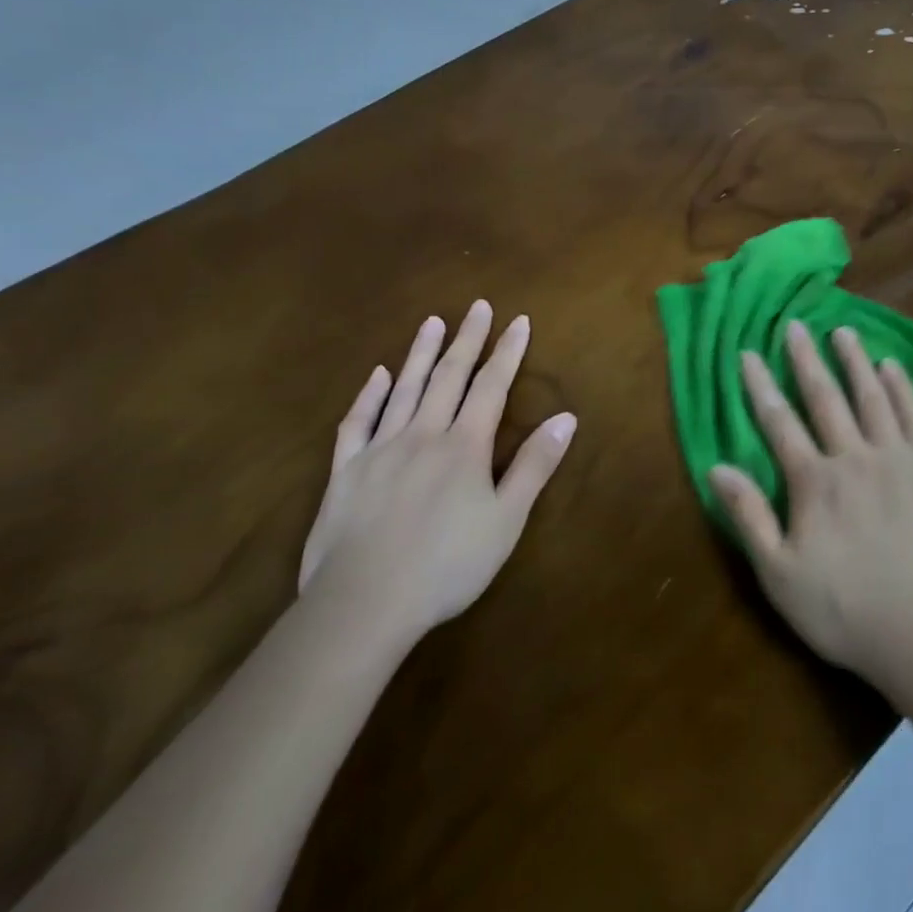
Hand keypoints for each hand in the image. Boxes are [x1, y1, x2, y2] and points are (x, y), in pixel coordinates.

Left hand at [299, 304, 575, 651]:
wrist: (362, 604)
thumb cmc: (447, 565)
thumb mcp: (506, 519)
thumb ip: (534, 465)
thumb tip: (566, 417)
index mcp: (465, 446)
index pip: (491, 387)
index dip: (507, 352)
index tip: (518, 320)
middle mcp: (423, 435)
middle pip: (449, 377)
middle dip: (467, 340)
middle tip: (477, 307)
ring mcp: (380, 450)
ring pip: (405, 389)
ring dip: (421, 354)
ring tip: (432, 321)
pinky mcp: (346, 472)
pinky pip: (358, 423)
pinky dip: (369, 395)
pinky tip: (378, 375)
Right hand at [709, 321, 912, 687]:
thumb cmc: (846, 611)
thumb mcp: (780, 575)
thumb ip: (749, 517)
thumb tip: (717, 468)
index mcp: (814, 482)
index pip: (779, 423)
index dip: (761, 386)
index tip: (749, 353)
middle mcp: (854, 457)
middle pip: (825, 398)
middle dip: (806, 359)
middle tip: (796, 325)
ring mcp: (898, 459)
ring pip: (871, 397)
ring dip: (854, 361)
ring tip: (843, 331)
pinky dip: (901, 388)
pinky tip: (892, 366)